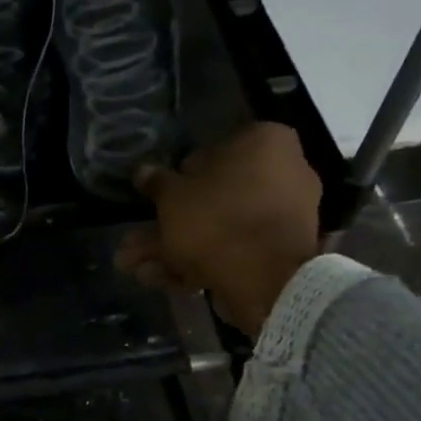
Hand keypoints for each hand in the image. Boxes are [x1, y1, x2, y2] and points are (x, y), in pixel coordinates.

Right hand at [116, 121, 322, 335]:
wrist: (265, 279)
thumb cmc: (217, 218)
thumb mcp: (172, 197)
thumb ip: (157, 183)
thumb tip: (142, 171)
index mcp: (264, 141)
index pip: (211, 152)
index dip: (178, 177)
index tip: (156, 198)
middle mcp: (284, 172)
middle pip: (215, 197)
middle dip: (171, 223)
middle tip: (135, 241)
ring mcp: (286, 216)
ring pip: (220, 228)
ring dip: (175, 248)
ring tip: (136, 268)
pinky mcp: (281, 253)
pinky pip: (235, 250)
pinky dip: (200, 263)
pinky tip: (162, 279)